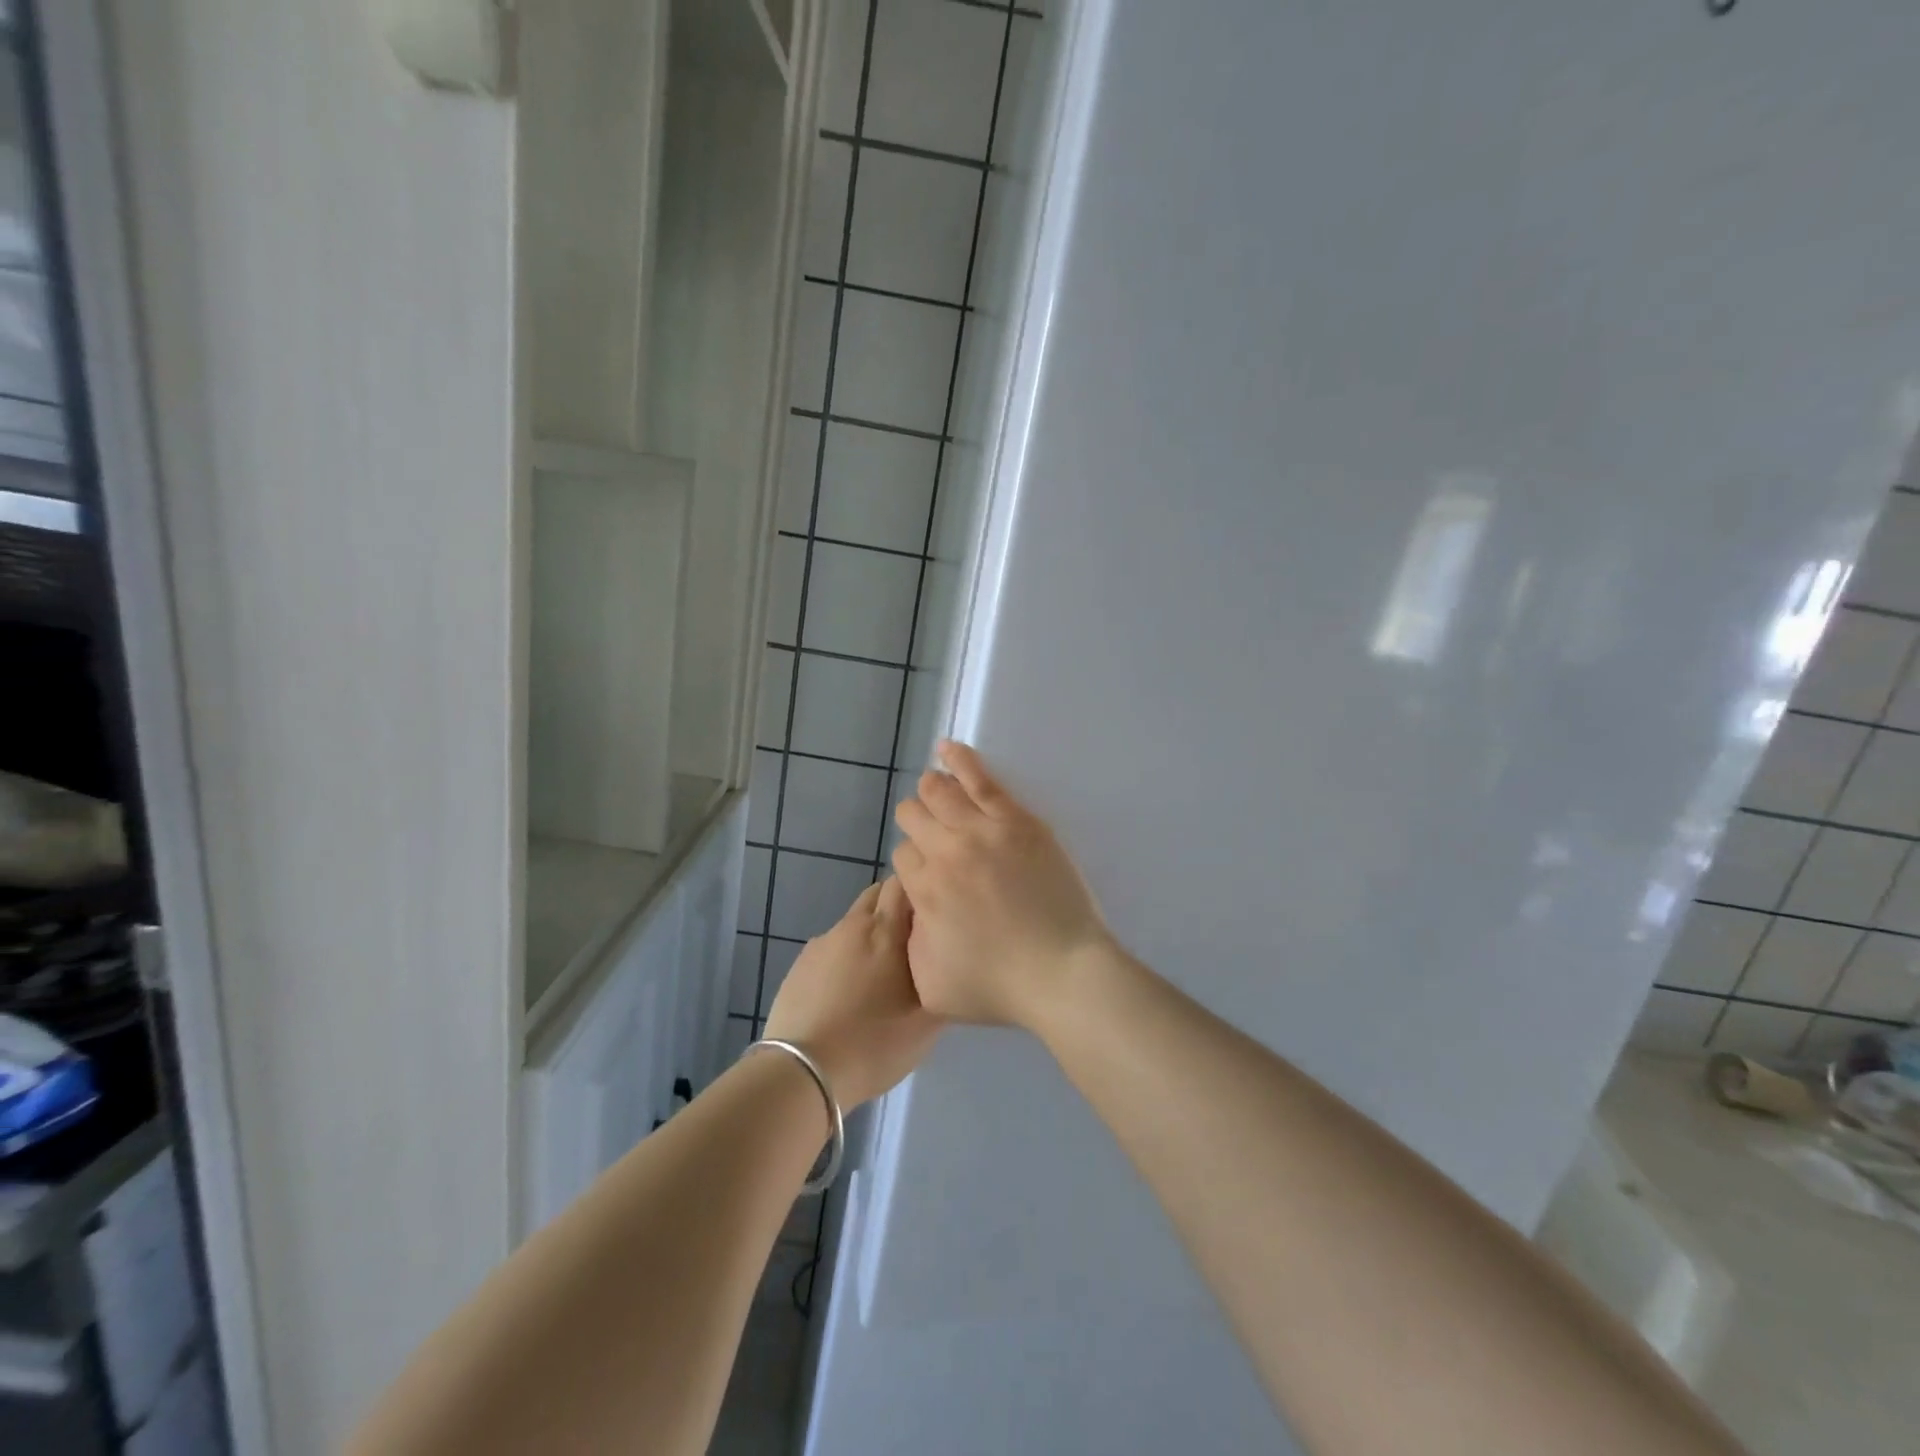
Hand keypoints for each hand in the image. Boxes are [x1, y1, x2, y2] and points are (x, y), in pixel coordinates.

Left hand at [763, 878, 940, 1108]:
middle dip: (896, 909)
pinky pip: (831, 949)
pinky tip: (847, 993)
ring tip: (878, 975)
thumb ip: (942, 980)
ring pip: (854, 924)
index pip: (904, 882)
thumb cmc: (874, 1043)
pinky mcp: (799, 965)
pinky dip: (845, 959)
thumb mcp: (927, 1022)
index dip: (921, 892)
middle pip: (878, 896)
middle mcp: (852, 925)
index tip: (935, 915)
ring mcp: (821, 944)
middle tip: (912, 943)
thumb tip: (946, 961)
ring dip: (870, 936)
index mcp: (886, 930)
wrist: (802, 1072)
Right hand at [890, 741, 1113, 1028]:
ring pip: (938, 792)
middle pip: (913, 816)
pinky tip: (948, 748)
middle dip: (917, 823)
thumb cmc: (1000, 987)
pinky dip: (959, 760)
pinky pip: (980, 779)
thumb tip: (913, 912)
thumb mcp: (932, 985)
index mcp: (923, 891)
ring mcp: (981, 831)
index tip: (933, 874)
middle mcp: (944, 853)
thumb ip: (911, 943)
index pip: (903, 856)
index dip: (915, 863)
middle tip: (937, 838)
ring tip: (936, 790)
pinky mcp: (1016, 820)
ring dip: (931, 791)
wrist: (1062, 973)